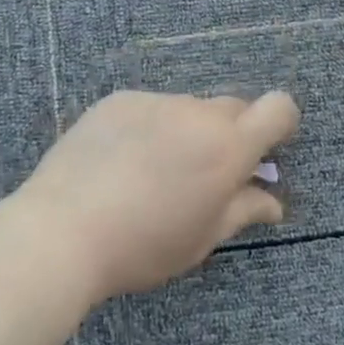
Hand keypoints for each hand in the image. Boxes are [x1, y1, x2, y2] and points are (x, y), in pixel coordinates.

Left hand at [13, 90, 299, 302]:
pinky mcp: (119, 100)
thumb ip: (242, 210)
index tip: (266, 150)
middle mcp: (197, 112)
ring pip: (187, 109)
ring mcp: (155, 101)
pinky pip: (150, 108)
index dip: (280, 124)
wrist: (63, 229)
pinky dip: (150, 127)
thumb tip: (273, 202)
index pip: (278, 107)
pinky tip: (121, 161)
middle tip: (206, 173)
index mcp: (228, 146)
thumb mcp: (201, 237)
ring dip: (187, 131)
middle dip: (231, 134)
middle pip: (233, 107)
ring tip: (153, 172)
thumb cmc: (144, 245)